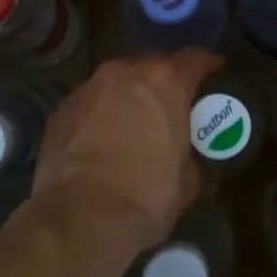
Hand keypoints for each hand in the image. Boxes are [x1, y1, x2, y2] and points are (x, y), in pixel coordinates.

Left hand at [32, 50, 221, 252]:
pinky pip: (90, 103)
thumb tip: (201, 168)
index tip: (215, 72)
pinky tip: (102, 139)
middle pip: (152, 64)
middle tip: (172, 102)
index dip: (208, 64)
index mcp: (165, 82)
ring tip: (134, 120)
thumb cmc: (147, 195)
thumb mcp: (188, 183)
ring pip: (116, 81)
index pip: (194, 58)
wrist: (82, 217)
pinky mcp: (61, 109)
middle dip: (164, 80)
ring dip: (129, 95)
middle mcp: (125, 73)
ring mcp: (88, 88)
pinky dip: (100, 113)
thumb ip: (197, 162)